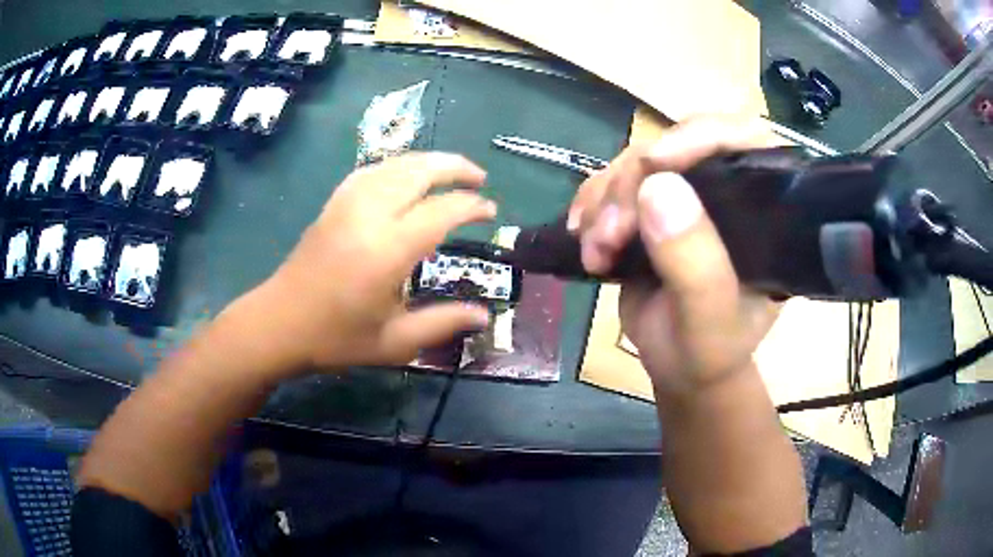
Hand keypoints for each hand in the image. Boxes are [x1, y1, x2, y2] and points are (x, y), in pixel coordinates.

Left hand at [249, 153, 494, 373]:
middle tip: (479, 177)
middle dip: (454, 167)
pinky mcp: (332, 205)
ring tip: (449, 170)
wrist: (279, 324)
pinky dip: (395, 166)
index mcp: (387, 250)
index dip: (471, 206)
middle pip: (417, 171)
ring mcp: (346, 205)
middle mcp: (368, 216)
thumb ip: (442, 323)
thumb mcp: (394, 342)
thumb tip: (483, 316)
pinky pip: (370, 171)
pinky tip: (404, 174)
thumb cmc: (336, 338)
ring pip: (393, 165)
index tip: (491, 211)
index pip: (441, 211)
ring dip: (426, 161)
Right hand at [570, 117, 781, 396]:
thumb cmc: (707, 352)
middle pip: (675, 148)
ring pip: (636, 164)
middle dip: (632, 186)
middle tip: (609, 238)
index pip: (744, 141)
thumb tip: (658, 186)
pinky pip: (611, 183)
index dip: (701, 136)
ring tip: (596, 252)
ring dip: (605, 203)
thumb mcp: (708, 322)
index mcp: (763, 212)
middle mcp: (727, 193)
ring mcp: (686, 197)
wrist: (680, 369)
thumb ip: (695, 264)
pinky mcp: (651, 208)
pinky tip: (584, 238)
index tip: (655, 162)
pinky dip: (590, 207)